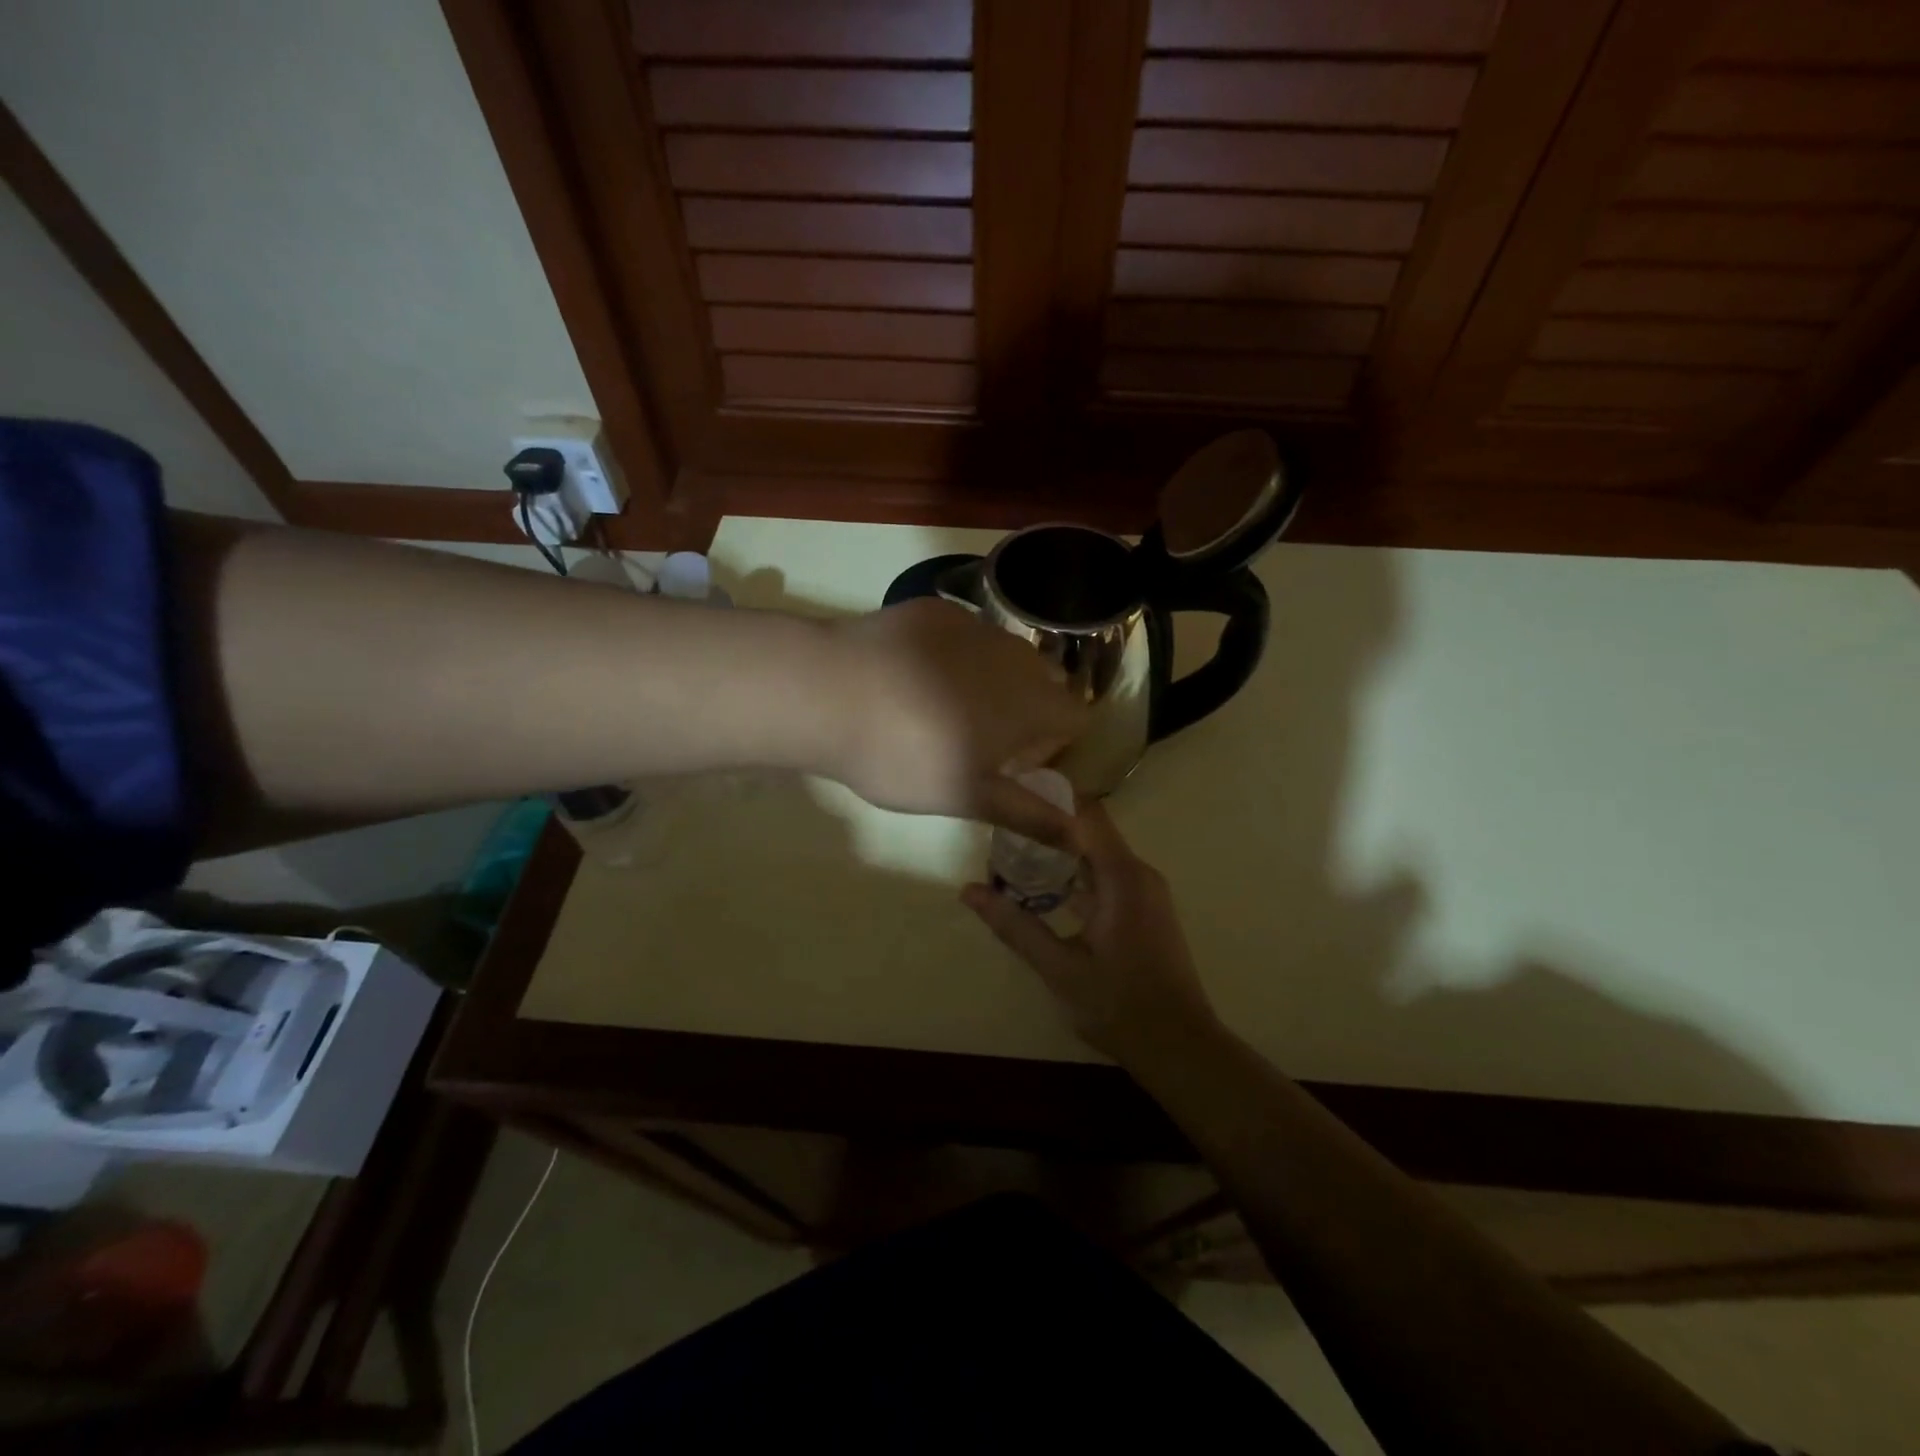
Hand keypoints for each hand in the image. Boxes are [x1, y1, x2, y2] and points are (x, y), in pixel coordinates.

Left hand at [822, 599, 1087, 842]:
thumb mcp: (968, 797)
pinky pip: (963, 637)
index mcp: (1033, 702)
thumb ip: (1028, 813)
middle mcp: (1016, 654)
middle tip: (973, 743)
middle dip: (1023, 713)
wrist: (828, 693)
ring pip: (1002, 658)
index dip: (1052, 745)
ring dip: (989, 684)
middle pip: (1042, 684)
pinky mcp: (934, 610)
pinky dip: (952, 658)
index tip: (1011, 764)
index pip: (1077, 718)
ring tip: (937, 711)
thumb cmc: (906, 756)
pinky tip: (908, 679)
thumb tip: (1078, 834)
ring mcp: (974, 625)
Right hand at [961, 800, 1218, 1063]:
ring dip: (1059, 850)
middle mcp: (1138, 873)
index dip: (1047, 798)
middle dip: (1046, 823)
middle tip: (1000, 823)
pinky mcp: (1144, 910)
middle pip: (1090, 829)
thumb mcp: (1059, 967)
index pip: (1084, 814)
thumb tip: (969, 890)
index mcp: (1122, 876)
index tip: (1008, 791)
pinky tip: (1043, 888)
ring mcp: (1145, 892)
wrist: (1180, 1047)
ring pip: (1097, 853)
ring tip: (1012, 850)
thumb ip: (1014, 925)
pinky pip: (1106, 875)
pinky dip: (1075, 874)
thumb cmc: (1119, 1005)